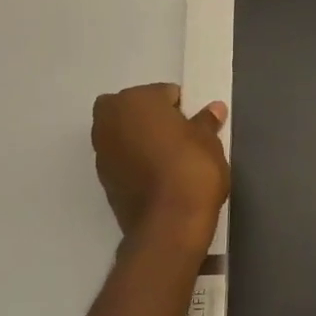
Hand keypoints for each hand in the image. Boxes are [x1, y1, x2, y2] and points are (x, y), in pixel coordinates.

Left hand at [92, 85, 229, 248]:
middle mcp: (108, 120)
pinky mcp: (103, 179)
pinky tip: (158, 177)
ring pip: (124, 134)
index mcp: (134, 100)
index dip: (182, 108)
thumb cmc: (192, 168)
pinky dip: (135, 163)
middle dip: (153, 119)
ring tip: (170, 160)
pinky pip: (122, 160)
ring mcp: (101, 151)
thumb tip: (214, 109)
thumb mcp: (209, 141)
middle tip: (180, 138)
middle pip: (134, 110)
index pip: (163, 93)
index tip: (196, 126)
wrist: (170, 223)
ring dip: (141, 140)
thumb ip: (206, 121)